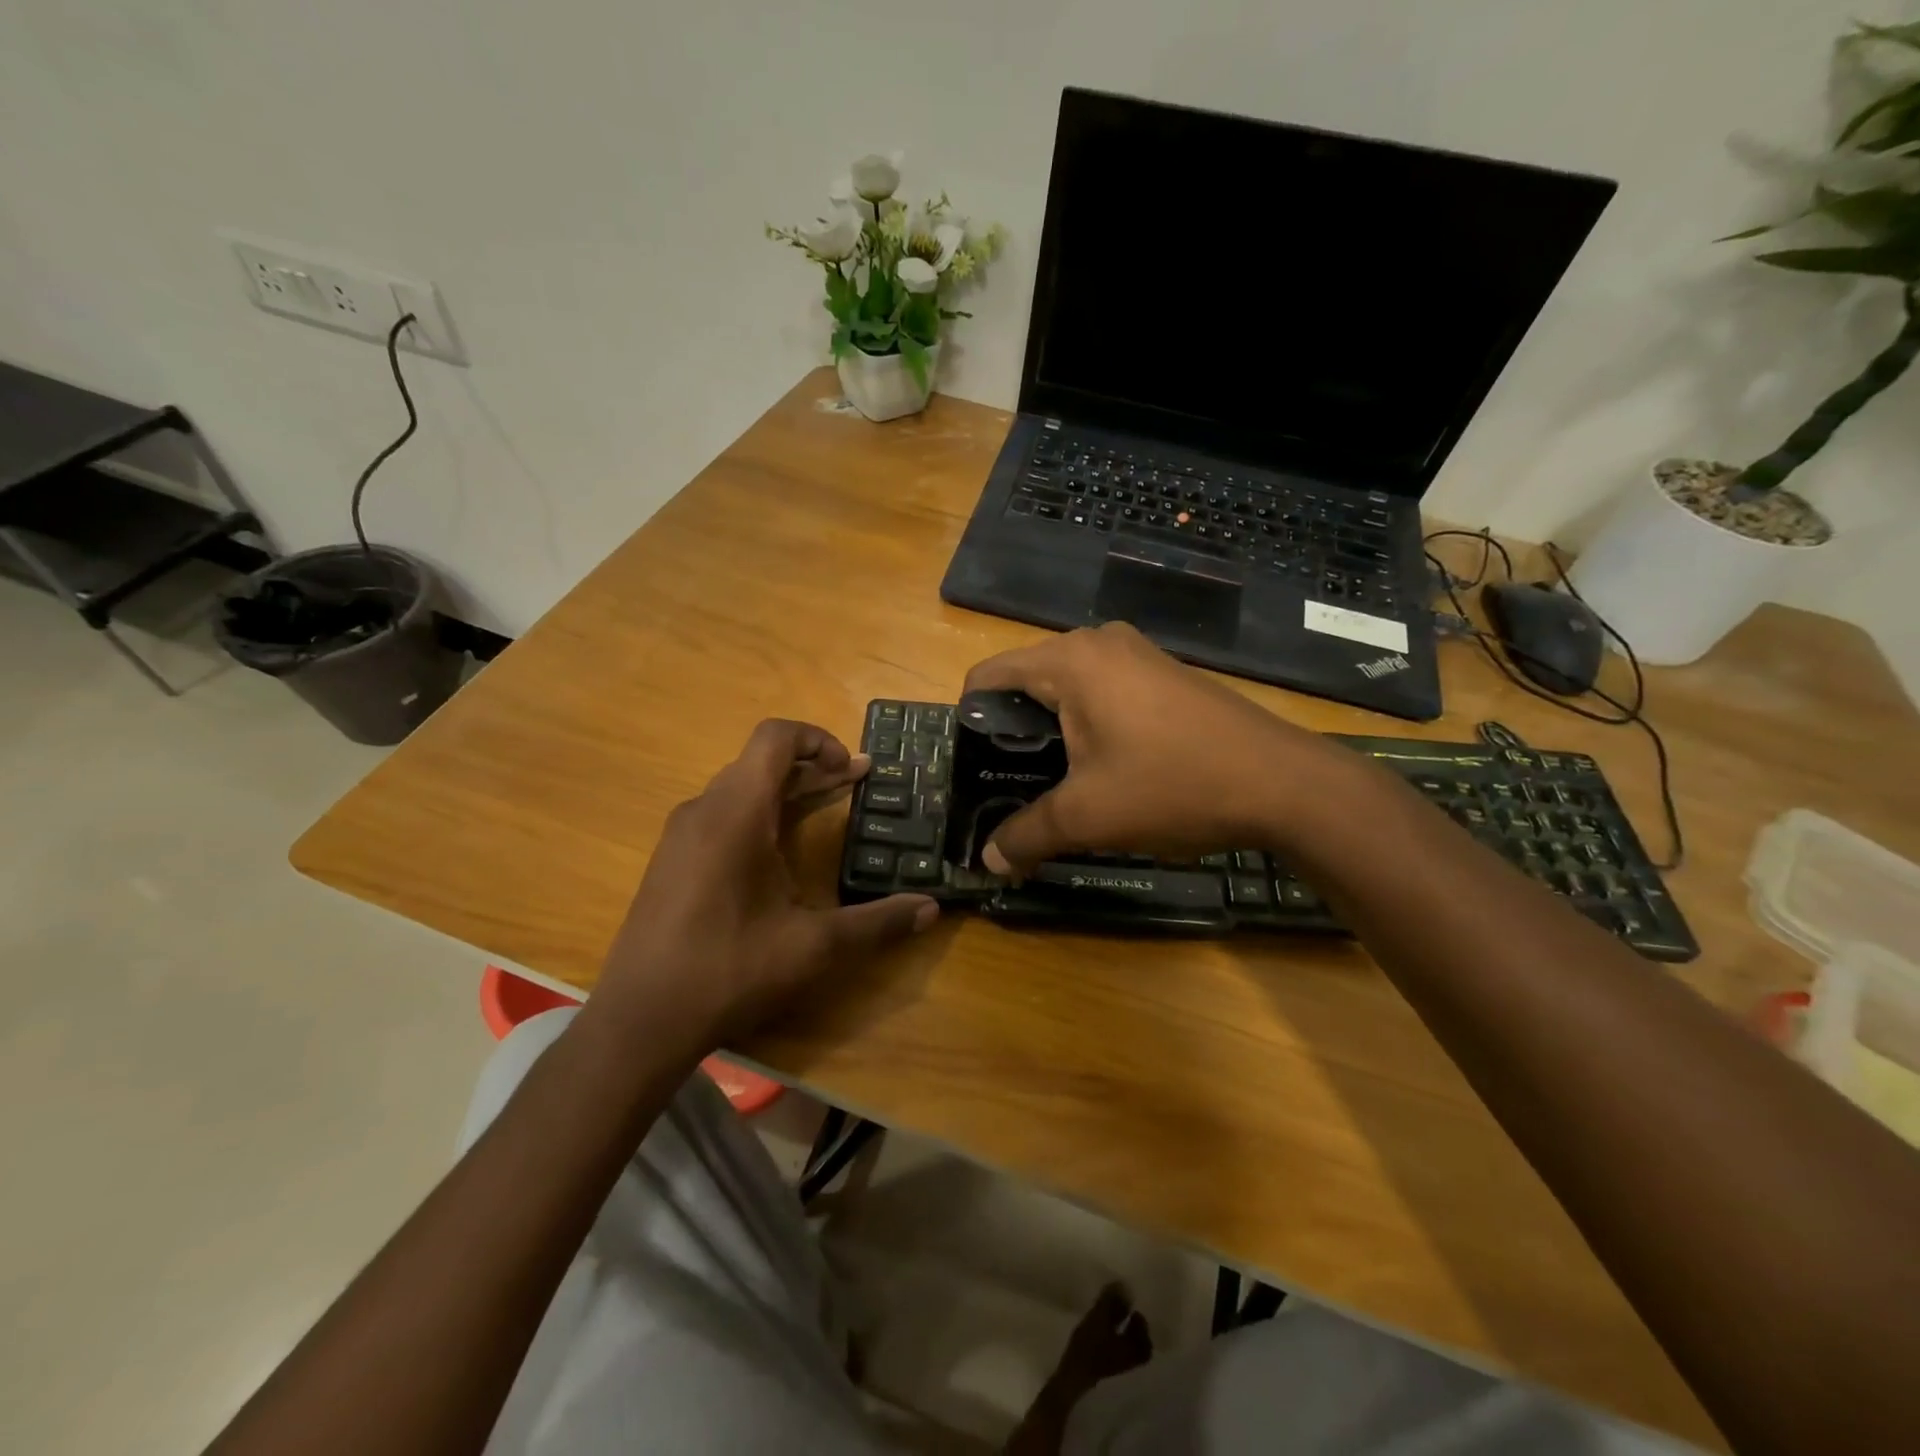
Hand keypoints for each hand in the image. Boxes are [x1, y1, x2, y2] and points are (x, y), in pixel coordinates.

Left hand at [597, 719, 937, 1046]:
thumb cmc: (728, 970)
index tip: (853, 769)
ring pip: (740, 788)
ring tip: (827, 807)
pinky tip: (779, 852)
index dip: (818, 739)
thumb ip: (876, 923)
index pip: (775, 738)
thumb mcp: (813, 947)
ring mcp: (682, 835)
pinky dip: (760, 813)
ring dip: (786, 790)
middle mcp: (704, 810)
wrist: (639, 1021)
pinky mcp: (672, 860)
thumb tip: (931, 909)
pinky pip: (722, 814)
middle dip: (813, 766)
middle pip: (761, 762)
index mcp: (736, 813)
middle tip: (857, 784)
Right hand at [963, 623, 1336, 872]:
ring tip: (1057, 781)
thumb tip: (989, 862)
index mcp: (1069, 660)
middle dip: (1012, 731)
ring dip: (1052, 730)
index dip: (970, 723)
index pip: (987, 676)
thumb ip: (1026, 835)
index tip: (975, 769)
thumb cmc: (1172, 786)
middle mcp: (1099, 642)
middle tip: (1013, 784)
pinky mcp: (1165, 673)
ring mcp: (1138, 654)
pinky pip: (1104, 690)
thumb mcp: (1087, 818)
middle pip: (1026, 680)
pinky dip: (1089, 723)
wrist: (1283, 783)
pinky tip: (1105, 767)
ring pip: (1067, 687)